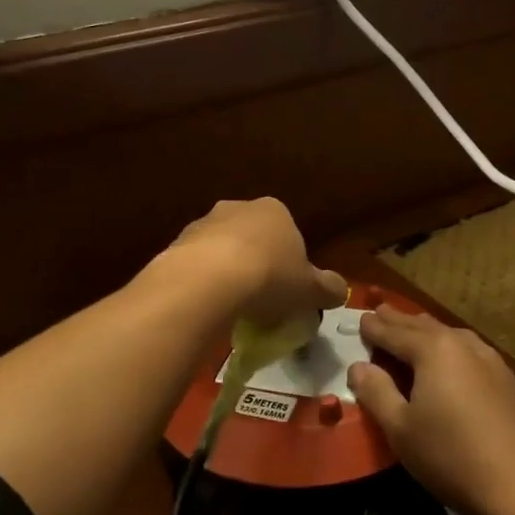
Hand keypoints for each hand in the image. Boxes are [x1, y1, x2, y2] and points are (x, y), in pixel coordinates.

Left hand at [157, 198, 347, 326]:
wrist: (207, 281)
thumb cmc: (269, 278)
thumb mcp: (311, 290)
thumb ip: (329, 288)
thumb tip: (339, 291)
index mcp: (274, 210)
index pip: (288, 233)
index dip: (290, 263)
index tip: (288, 290)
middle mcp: (237, 208)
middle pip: (252, 238)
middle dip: (256, 263)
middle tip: (261, 299)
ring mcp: (202, 224)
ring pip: (220, 250)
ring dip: (226, 272)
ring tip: (232, 307)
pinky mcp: (175, 244)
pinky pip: (195, 266)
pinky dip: (202, 283)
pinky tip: (207, 306)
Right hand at [348, 307, 514, 514]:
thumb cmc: (452, 456)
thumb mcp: (401, 429)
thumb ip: (376, 392)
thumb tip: (358, 366)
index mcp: (434, 350)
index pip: (395, 332)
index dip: (375, 327)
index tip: (360, 318)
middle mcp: (464, 345)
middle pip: (425, 327)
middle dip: (400, 321)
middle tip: (381, 311)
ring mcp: (493, 362)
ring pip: (452, 336)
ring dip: (428, 332)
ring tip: (414, 329)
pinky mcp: (510, 383)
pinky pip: (471, 352)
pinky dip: (452, 348)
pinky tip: (454, 360)